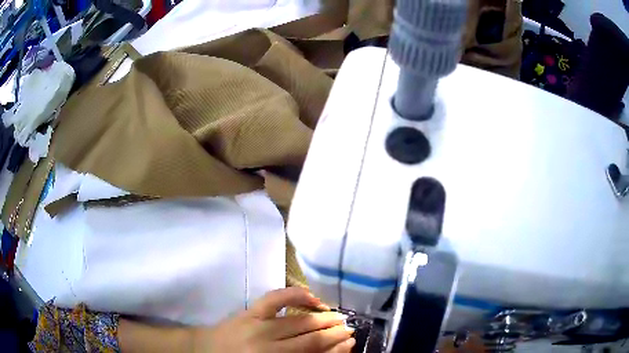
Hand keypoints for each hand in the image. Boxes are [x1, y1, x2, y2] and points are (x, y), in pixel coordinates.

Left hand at [193, 287, 355, 352]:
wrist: (204, 350)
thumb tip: (325, 352)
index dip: (335, 350)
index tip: (351, 344)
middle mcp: (269, 348)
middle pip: (310, 340)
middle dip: (334, 334)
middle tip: (350, 329)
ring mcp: (258, 327)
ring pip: (299, 322)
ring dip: (323, 318)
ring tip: (338, 317)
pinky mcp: (249, 312)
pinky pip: (275, 299)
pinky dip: (295, 294)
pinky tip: (311, 297)